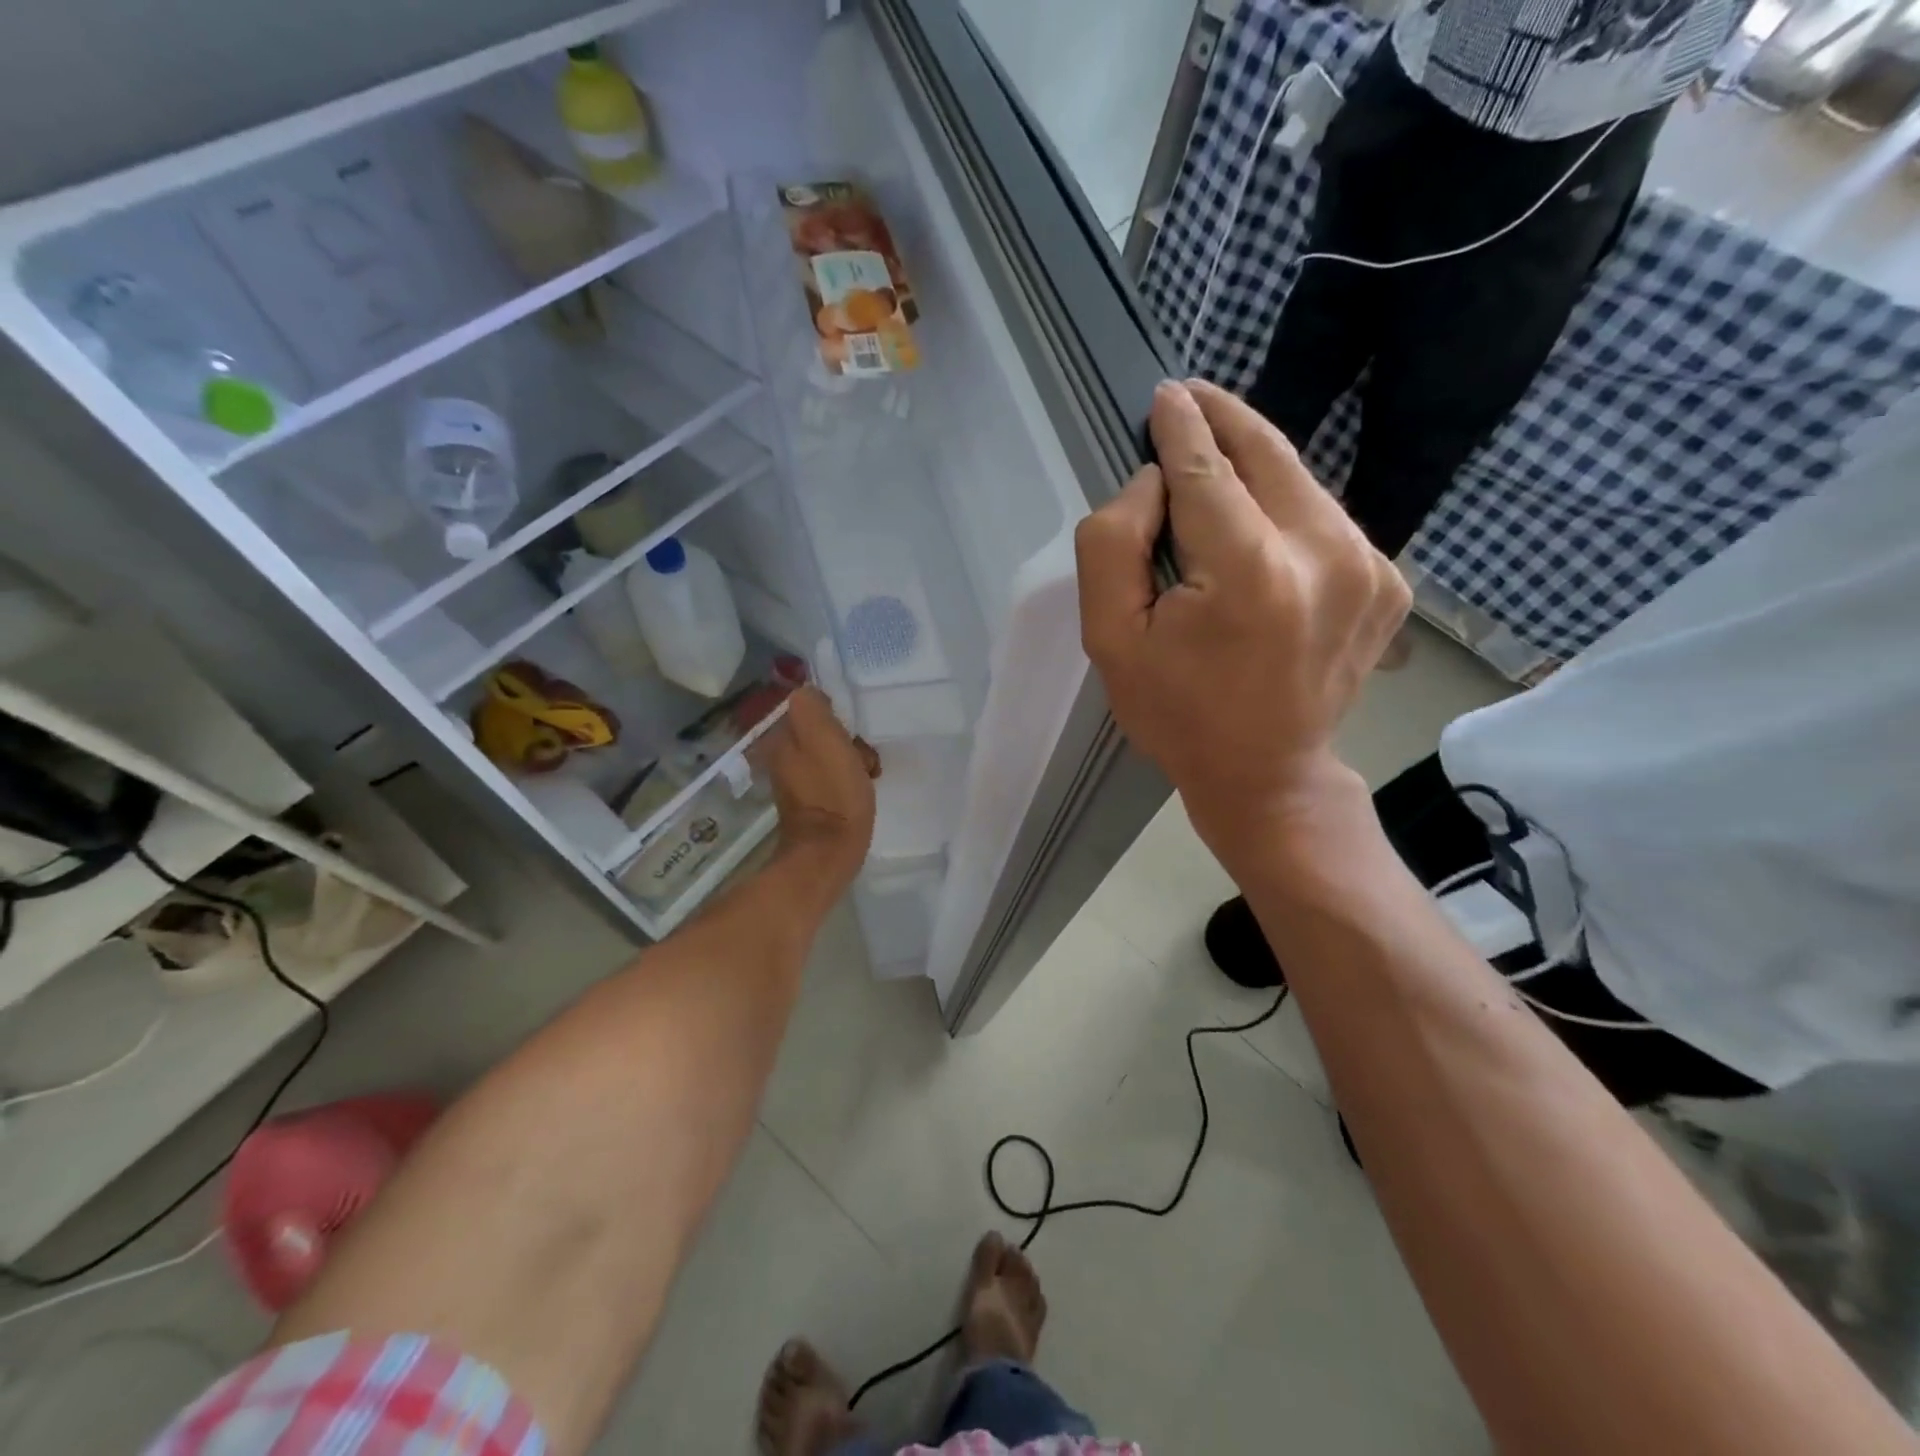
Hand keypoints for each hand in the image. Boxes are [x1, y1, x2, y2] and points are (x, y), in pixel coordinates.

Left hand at [763, 686, 876, 898]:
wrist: (829, 851)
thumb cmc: (833, 792)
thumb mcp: (824, 738)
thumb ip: (812, 707)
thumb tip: (809, 692)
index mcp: (782, 736)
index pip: (812, 705)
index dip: (837, 714)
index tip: (853, 731)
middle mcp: (782, 754)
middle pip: (823, 730)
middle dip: (848, 738)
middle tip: (863, 756)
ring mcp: (795, 779)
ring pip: (831, 752)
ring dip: (853, 759)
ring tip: (867, 775)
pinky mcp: (810, 799)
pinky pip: (833, 775)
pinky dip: (849, 779)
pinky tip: (861, 790)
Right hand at [1075, 380, 1407, 870]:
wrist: (1266, 775)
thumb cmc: (1176, 713)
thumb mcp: (1110, 639)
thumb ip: (1113, 544)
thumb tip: (1154, 482)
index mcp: (1249, 573)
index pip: (1207, 470)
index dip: (1180, 427)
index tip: (1165, 395)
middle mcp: (1325, 554)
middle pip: (1267, 455)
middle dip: (1224, 419)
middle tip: (1190, 397)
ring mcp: (1370, 566)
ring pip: (1299, 480)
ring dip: (1253, 464)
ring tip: (1212, 464)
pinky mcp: (1389, 581)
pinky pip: (1323, 517)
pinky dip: (1285, 507)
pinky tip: (1256, 528)